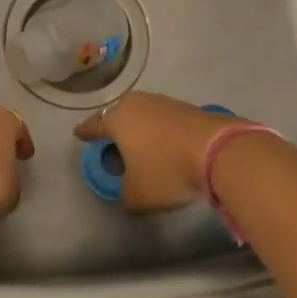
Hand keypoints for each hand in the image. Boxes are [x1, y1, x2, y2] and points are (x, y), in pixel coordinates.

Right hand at [73, 92, 232, 210]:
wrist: (217, 150)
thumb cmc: (167, 170)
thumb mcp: (137, 194)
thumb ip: (124, 192)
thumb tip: (128, 188)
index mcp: (117, 118)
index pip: (95, 124)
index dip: (86, 132)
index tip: (79, 134)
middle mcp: (137, 103)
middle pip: (120, 116)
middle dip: (115, 130)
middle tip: (113, 146)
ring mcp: (164, 102)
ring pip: (143, 116)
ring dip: (140, 131)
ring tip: (142, 150)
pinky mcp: (187, 108)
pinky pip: (164, 120)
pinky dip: (160, 133)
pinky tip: (165, 148)